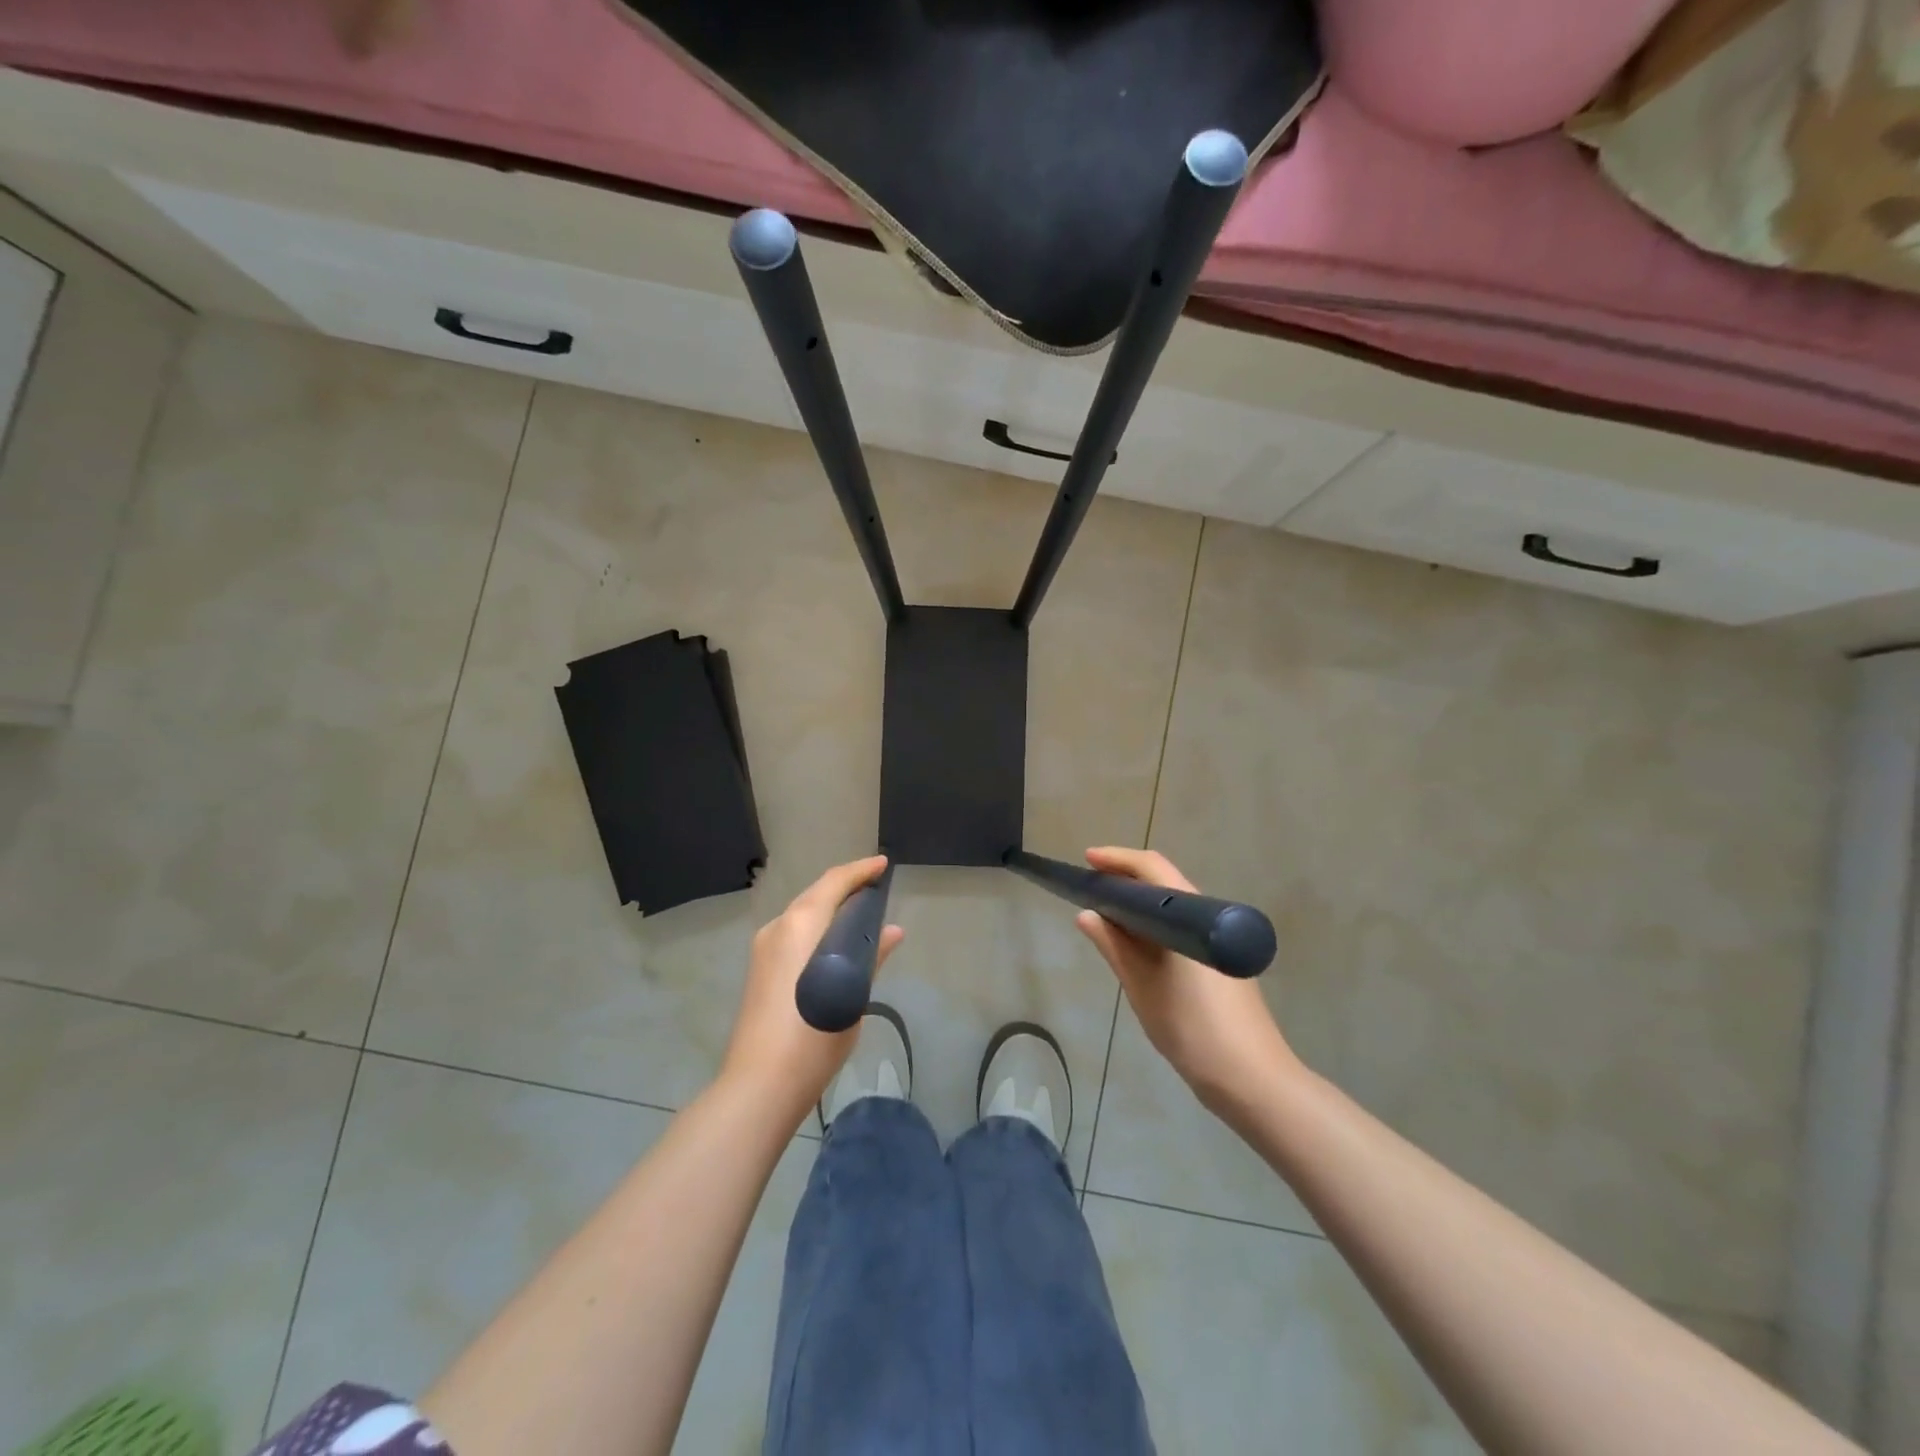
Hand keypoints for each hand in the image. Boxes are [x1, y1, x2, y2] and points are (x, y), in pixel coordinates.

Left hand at [720, 855, 904, 1128]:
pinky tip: (835, 945)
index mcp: (800, 925)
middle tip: (876, 889)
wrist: (760, 1085)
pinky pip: (793, 934)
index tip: (882, 865)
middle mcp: (777, 928)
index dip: (860, 870)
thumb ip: (870, 957)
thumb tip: (893, 931)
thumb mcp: (851, 995)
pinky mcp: (760, 970)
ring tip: (861, 916)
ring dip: (830, 909)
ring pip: (802, 915)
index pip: (833, 882)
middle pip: (815, 895)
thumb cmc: (813, 1037)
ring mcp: (764, 949)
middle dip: (845, 888)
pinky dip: (817, 929)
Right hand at [1075, 846, 1296, 1116]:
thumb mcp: (1143, 988)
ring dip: (1140, 905)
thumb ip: (1115, 947)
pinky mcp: (1220, 962)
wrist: (1252, 1080)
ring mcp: (1218, 941)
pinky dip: (1155, 927)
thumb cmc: (1193, 1030)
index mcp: (1191, 917)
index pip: (1152, 869)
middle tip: (1090, 888)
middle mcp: (1209, 918)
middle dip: (1126, 880)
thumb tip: (1087, 914)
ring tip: (1104, 913)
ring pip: (1173, 908)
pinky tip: (1135, 943)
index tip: (1087, 861)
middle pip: (1164, 883)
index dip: (1118, 860)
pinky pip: (1181, 928)